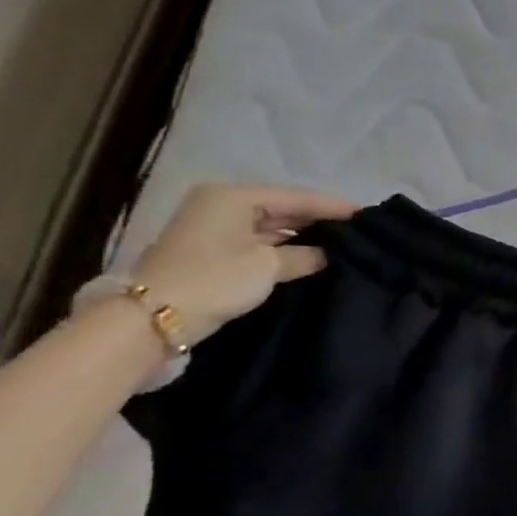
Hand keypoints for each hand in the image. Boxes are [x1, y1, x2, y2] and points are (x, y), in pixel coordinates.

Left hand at [129, 184, 358, 345]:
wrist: (150, 319)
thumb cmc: (214, 279)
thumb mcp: (268, 266)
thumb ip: (305, 256)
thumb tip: (328, 255)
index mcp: (233, 196)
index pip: (296, 197)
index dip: (333, 206)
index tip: (367, 214)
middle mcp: (221, 205)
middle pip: (282, 209)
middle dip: (317, 220)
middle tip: (356, 230)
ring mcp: (213, 229)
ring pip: (269, 227)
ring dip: (300, 236)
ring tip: (339, 243)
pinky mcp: (210, 253)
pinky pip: (257, 243)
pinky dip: (282, 249)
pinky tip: (309, 256)